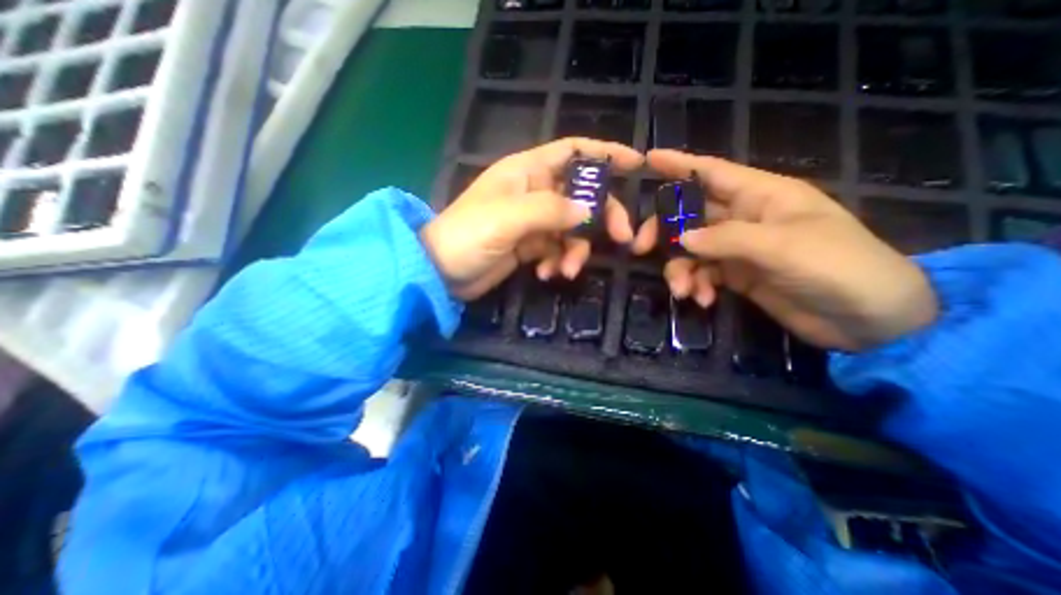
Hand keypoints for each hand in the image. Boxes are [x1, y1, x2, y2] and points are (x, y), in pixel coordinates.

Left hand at [424, 138, 647, 299]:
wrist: (441, 271)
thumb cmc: (468, 235)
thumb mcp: (509, 218)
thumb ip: (551, 210)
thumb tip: (589, 211)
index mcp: (527, 171)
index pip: (574, 151)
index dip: (605, 154)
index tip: (637, 164)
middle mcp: (534, 192)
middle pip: (582, 196)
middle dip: (602, 218)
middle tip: (621, 239)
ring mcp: (532, 221)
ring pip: (571, 229)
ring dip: (575, 251)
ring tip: (566, 271)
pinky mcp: (529, 246)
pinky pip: (556, 250)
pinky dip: (556, 262)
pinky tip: (545, 274)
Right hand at [636, 150, 933, 353]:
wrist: (868, 320)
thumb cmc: (838, 267)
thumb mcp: (781, 247)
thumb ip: (726, 240)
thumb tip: (681, 240)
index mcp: (761, 196)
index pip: (711, 172)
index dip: (679, 164)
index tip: (647, 160)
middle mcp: (744, 218)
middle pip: (689, 215)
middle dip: (664, 231)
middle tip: (641, 248)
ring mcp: (737, 248)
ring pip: (690, 250)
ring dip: (680, 269)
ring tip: (684, 291)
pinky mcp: (736, 275)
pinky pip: (702, 274)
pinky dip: (697, 286)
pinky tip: (704, 301)